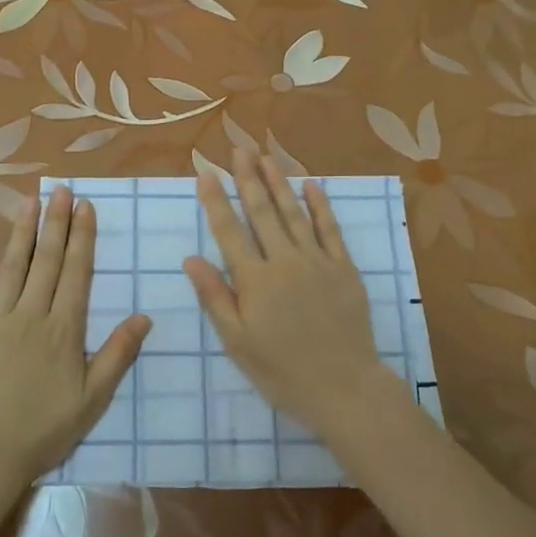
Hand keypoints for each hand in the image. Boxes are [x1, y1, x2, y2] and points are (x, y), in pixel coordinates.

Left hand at [0, 186, 149, 522]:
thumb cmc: (43, 430)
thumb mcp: (93, 398)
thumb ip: (118, 354)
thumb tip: (144, 316)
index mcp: (63, 329)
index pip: (76, 273)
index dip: (83, 238)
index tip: (86, 207)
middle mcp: (30, 314)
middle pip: (47, 261)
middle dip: (56, 223)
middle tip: (62, 189)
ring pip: (12, 265)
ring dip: (22, 230)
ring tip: (31, 200)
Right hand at [185, 150, 408, 439]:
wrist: (344, 387)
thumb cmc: (281, 371)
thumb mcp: (237, 342)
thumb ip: (215, 297)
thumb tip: (191, 258)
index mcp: (254, 280)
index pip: (229, 231)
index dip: (216, 200)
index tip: (206, 171)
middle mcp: (284, 261)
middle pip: (262, 212)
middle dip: (248, 178)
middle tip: (238, 149)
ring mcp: (317, 261)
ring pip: (294, 213)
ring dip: (279, 183)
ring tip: (267, 157)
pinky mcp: (344, 268)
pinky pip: (330, 229)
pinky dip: (320, 205)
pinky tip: (312, 185)